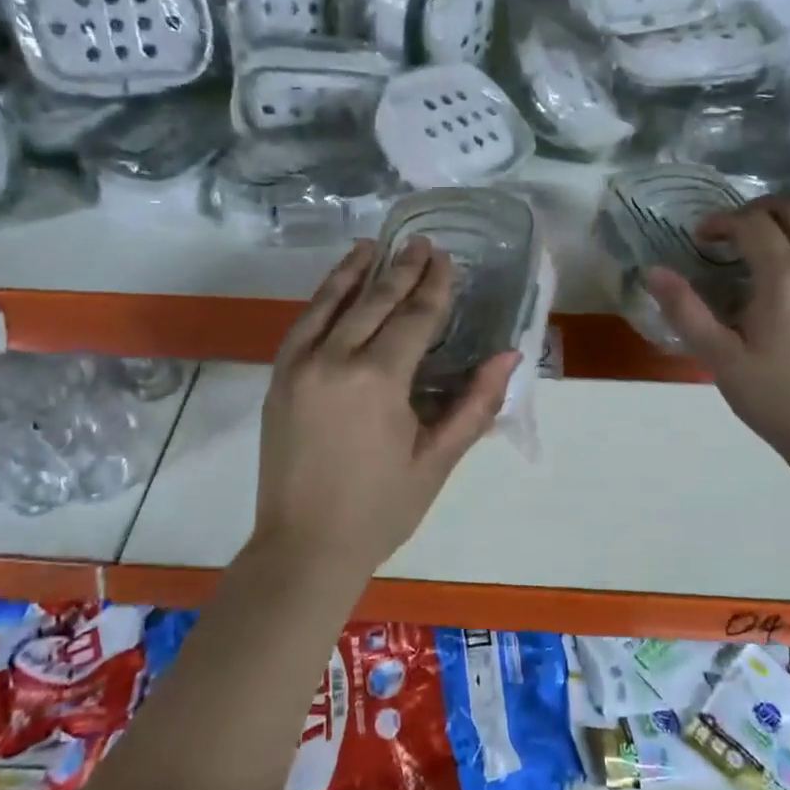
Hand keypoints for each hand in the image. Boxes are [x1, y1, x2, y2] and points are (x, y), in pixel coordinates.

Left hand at [254, 238, 518, 577]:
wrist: (304, 546)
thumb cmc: (381, 508)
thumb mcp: (438, 460)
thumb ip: (475, 404)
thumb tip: (509, 356)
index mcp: (378, 380)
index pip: (414, 317)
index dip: (434, 287)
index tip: (446, 259)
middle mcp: (334, 360)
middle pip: (374, 301)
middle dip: (401, 269)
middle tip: (421, 242)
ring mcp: (300, 366)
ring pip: (332, 303)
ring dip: (356, 271)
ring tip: (375, 245)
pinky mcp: (279, 377)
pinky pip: (303, 324)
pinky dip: (323, 298)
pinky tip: (337, 286)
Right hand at [643, 197, 789, 460]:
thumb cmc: (775, 397)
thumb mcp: (720, 358)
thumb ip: (686, 310)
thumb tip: (653, 272)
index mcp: (785, 278)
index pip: (752, 224)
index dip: (721, 222)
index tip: (699, 240)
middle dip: (757, 210)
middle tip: (729, 234)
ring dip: (784, 225)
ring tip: (754, 253)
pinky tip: (783, 282)